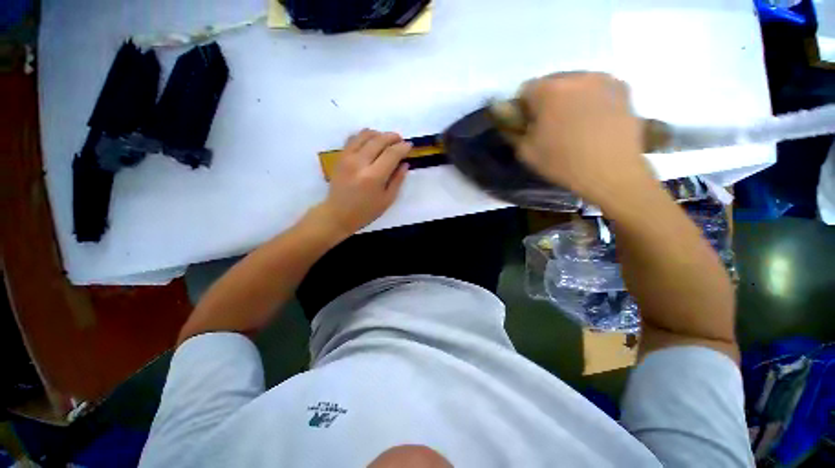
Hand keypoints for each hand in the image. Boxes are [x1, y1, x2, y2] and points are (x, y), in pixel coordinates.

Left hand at [314, 129, 410, 238]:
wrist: (337, 214)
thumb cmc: (366, 211)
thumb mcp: (387, 200)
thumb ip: (398, 180)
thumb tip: (405, 163)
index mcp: (373, 177)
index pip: (391, 154)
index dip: (402, 147)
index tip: (409, 146)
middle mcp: (360, 163)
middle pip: (379, 140)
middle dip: (393, 137)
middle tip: (400, 140)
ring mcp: (347, 157)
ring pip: (365, 135)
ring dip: (379, 134)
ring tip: (387, 140)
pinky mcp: (340, 156)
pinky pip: (353, 138)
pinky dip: (365, 136)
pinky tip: (371, 141)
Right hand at [515, 72, 654, 207]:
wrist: (611, 171)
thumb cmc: (562, 162)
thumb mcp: (526, 152)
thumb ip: (514, 131)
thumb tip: (511, 120)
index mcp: (549, 90)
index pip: (525, 89)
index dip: (523, 107)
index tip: (528, 124)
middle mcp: (576, 76)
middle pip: (551, 82)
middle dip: (546, 100)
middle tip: (551, 124)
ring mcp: (603, 79)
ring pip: (575, 83)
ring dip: (569, 98)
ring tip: (575, 123)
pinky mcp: (622, 88)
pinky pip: (597, 88)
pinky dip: (590, 99)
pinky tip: (594, 120)